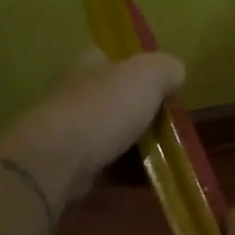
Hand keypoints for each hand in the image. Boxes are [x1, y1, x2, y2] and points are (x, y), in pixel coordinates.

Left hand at [5, 48, 184, 205]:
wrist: (59, 159)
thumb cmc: (104, 108)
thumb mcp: (149, 75)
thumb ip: (168, 68)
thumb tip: (175, 75)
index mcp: (88, 64)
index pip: (111, 56)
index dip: (137, 68)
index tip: (161, 87)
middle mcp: (74, 92)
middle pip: (113, 97)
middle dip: (139, 110)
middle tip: (168, 125)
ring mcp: (69, 129)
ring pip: (110, 132)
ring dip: (134, 143)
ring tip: (164, 155)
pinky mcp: (68, 162)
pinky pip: (105, 163)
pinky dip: (125, 170)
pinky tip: (145, 177)